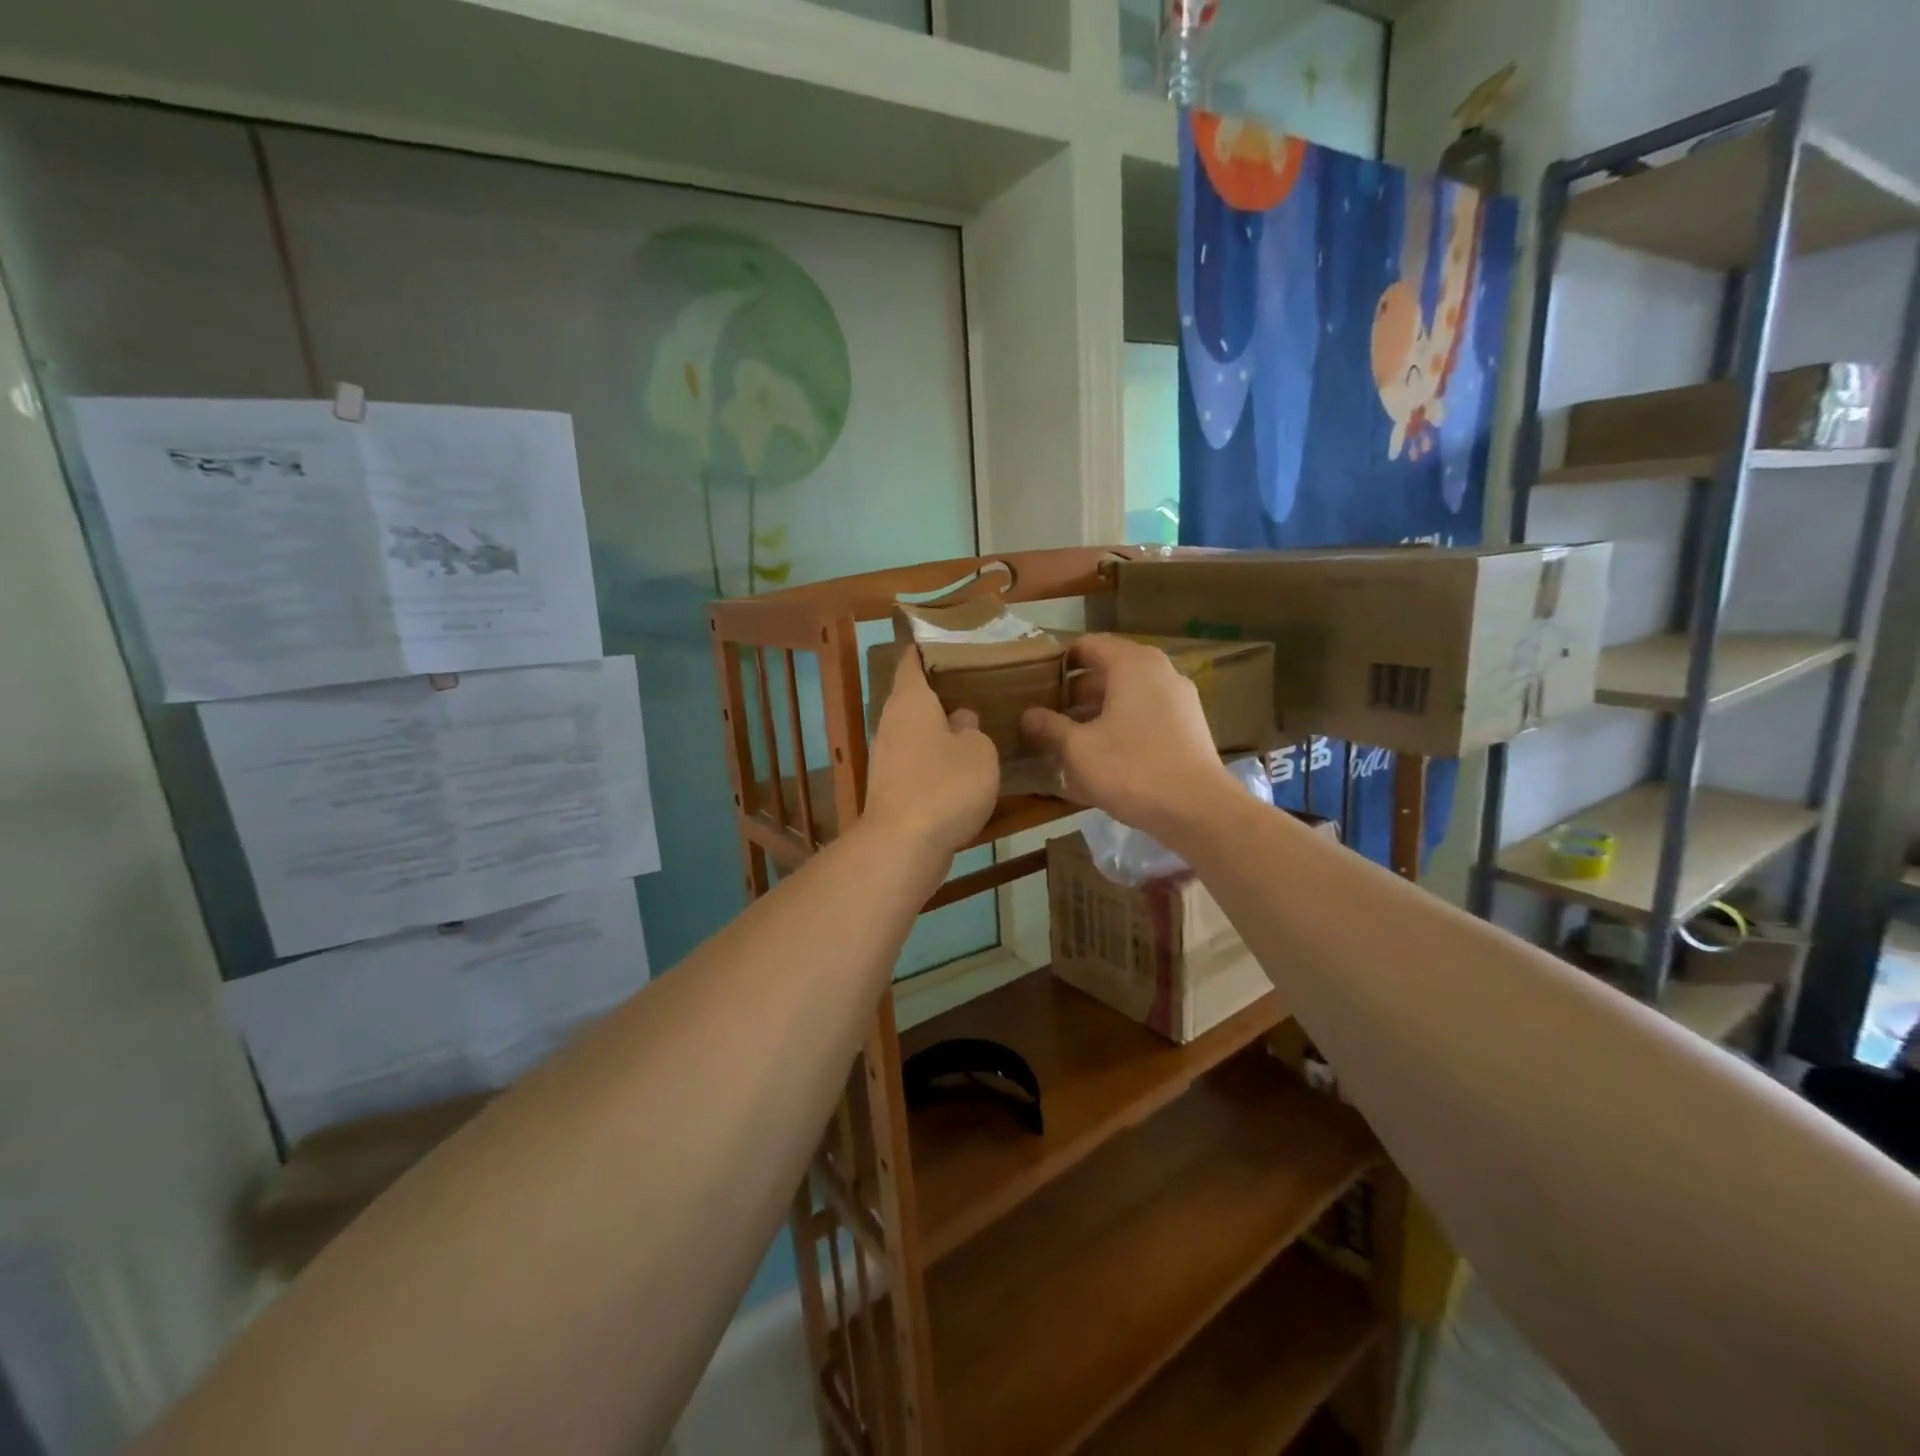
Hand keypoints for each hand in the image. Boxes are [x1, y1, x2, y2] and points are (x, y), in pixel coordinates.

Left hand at [861, 648, 998, 857]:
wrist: (903, 845)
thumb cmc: (945, 785)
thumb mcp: (979, 751)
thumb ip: (973, 729)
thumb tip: (961, 721)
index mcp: (910, 700)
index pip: (912, 660)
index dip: (928, 648)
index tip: (952, 643)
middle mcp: (891, 722)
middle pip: (913, 697)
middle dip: (941, 691)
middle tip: (977, 685)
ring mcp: (886, 756)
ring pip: (915, 731)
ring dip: (939, 729)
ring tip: (975, 725)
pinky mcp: (890, 787)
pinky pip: (915, 762)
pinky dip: (935, 760)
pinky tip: (961, 768)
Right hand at [1021, 634, 1240, 840]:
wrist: (1198, 809)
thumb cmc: (1131, 769)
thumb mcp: (1078, 749)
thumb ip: (1050, 727)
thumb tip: (1027, 715)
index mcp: (1132, 664)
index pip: (1088, 645)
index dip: (1058, 661)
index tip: (1035, 683)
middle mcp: (1159, 671)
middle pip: (1108, 670)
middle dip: (1075, 691)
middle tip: (1045, 714)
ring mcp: (1178, 698)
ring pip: (1127, 694)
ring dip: (1096, 711)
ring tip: (1067, 736)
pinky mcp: (1187, 726)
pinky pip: (1144, 714)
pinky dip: (1120, 725)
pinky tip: (1101, 754)